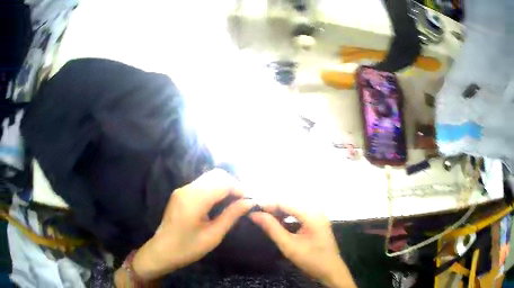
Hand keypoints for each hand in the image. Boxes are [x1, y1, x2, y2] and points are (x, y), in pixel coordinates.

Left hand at [131, 169, 252, 280]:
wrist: (162, 251)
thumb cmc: (188, 248)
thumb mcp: (213, 235)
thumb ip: (231, 215)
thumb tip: (250, 202)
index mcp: (194, 199)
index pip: (222, 182)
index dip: (239, 188)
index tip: (249, 202)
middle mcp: (187, 188)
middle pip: (216, 175)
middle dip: (233, 184)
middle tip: (243, 202)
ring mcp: (182, 189)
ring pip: (209, 177)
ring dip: (224, 186)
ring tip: (234, 203)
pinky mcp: (181, 193)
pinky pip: (202, 184)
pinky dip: (215, 189)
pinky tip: (220, 203)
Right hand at [251, 205, 355, 287]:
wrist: (330, 269)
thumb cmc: (311, 259)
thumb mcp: (289, 246)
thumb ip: (272, 228)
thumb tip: (255, 215)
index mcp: (311, 213)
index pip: (284, 202)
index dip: (267, 204)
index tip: (251, 210)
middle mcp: (315, 208)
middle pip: (289, 201)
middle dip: (272, 206)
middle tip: (256, 215)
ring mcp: (317, 213)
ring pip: (293, 205)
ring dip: (278, 210)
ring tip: (265, 218)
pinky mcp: (316, 218)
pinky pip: (298, 211)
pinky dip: (286, 214)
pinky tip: (278, 221)